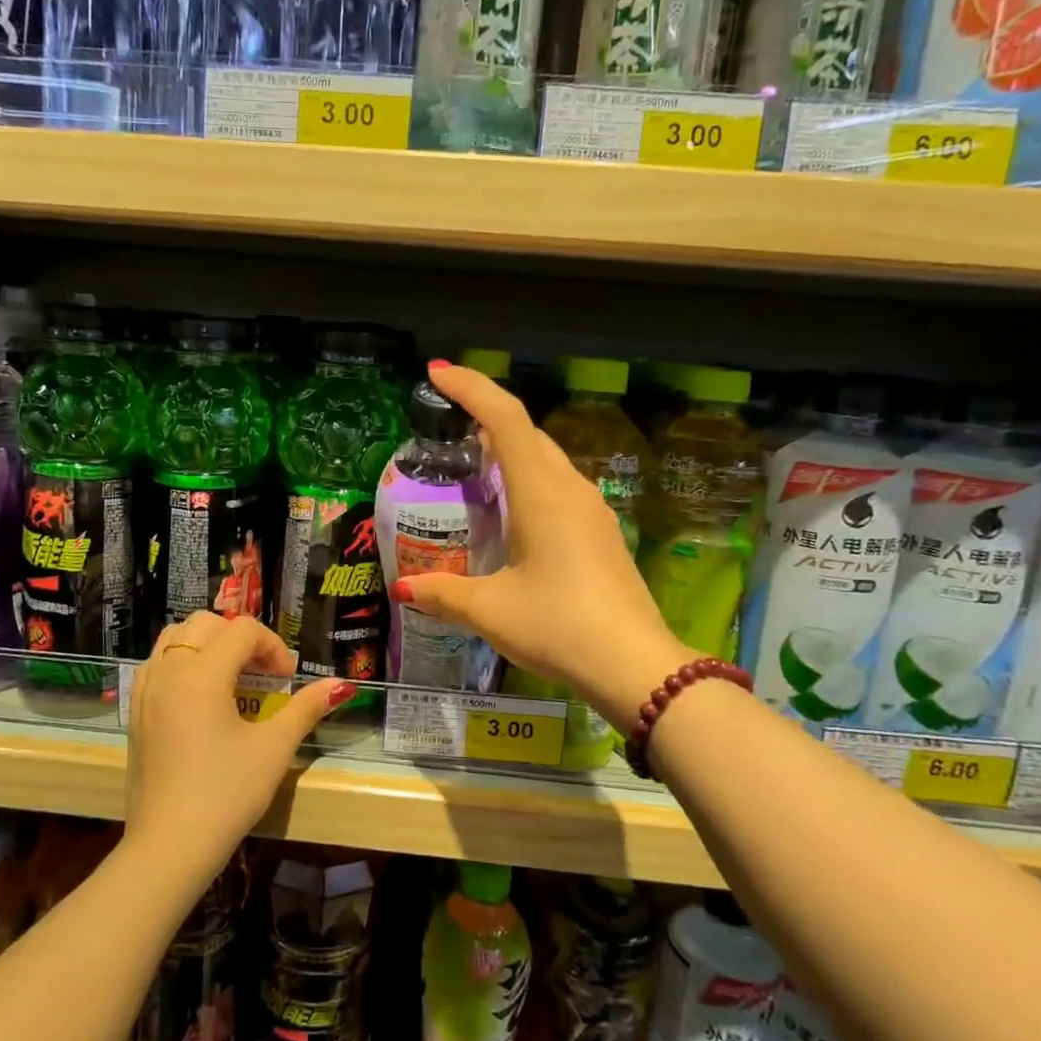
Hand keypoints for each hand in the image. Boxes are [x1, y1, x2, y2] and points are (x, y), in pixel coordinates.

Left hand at [125, 612, 351, 877]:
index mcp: (201, 674)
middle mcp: (168, 671)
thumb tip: (338, 685)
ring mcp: (145, 691)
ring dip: (208, 645)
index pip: (243, 631)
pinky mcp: (135, 713)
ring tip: (232, 678)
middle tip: (262, 673)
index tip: (287, 679)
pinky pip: (157, 664)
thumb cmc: (226, 794)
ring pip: (175, 638)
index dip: (273, 646)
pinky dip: (182, 663)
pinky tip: (201, 697)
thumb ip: (305, 709)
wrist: (169, 847)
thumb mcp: (273, 749)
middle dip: (240, 639)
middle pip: (206, 624)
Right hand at [393, 364, 687, 726]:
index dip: (471, 388)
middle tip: (447, 422)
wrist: (636, 666)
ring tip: (473, 463)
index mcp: (540, 494)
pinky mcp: (601, 533)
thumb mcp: (491, 611)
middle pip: (526, 433)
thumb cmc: (558, 626)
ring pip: (546, 458)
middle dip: (486, 416)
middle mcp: (569, 490)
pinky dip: (528, 478)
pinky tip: (512, 509)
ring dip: (510, 449)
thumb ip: (443, 594)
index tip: (437, 374)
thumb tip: (404, 586)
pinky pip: (559, 485)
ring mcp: (591, 510)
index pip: (505, 419)